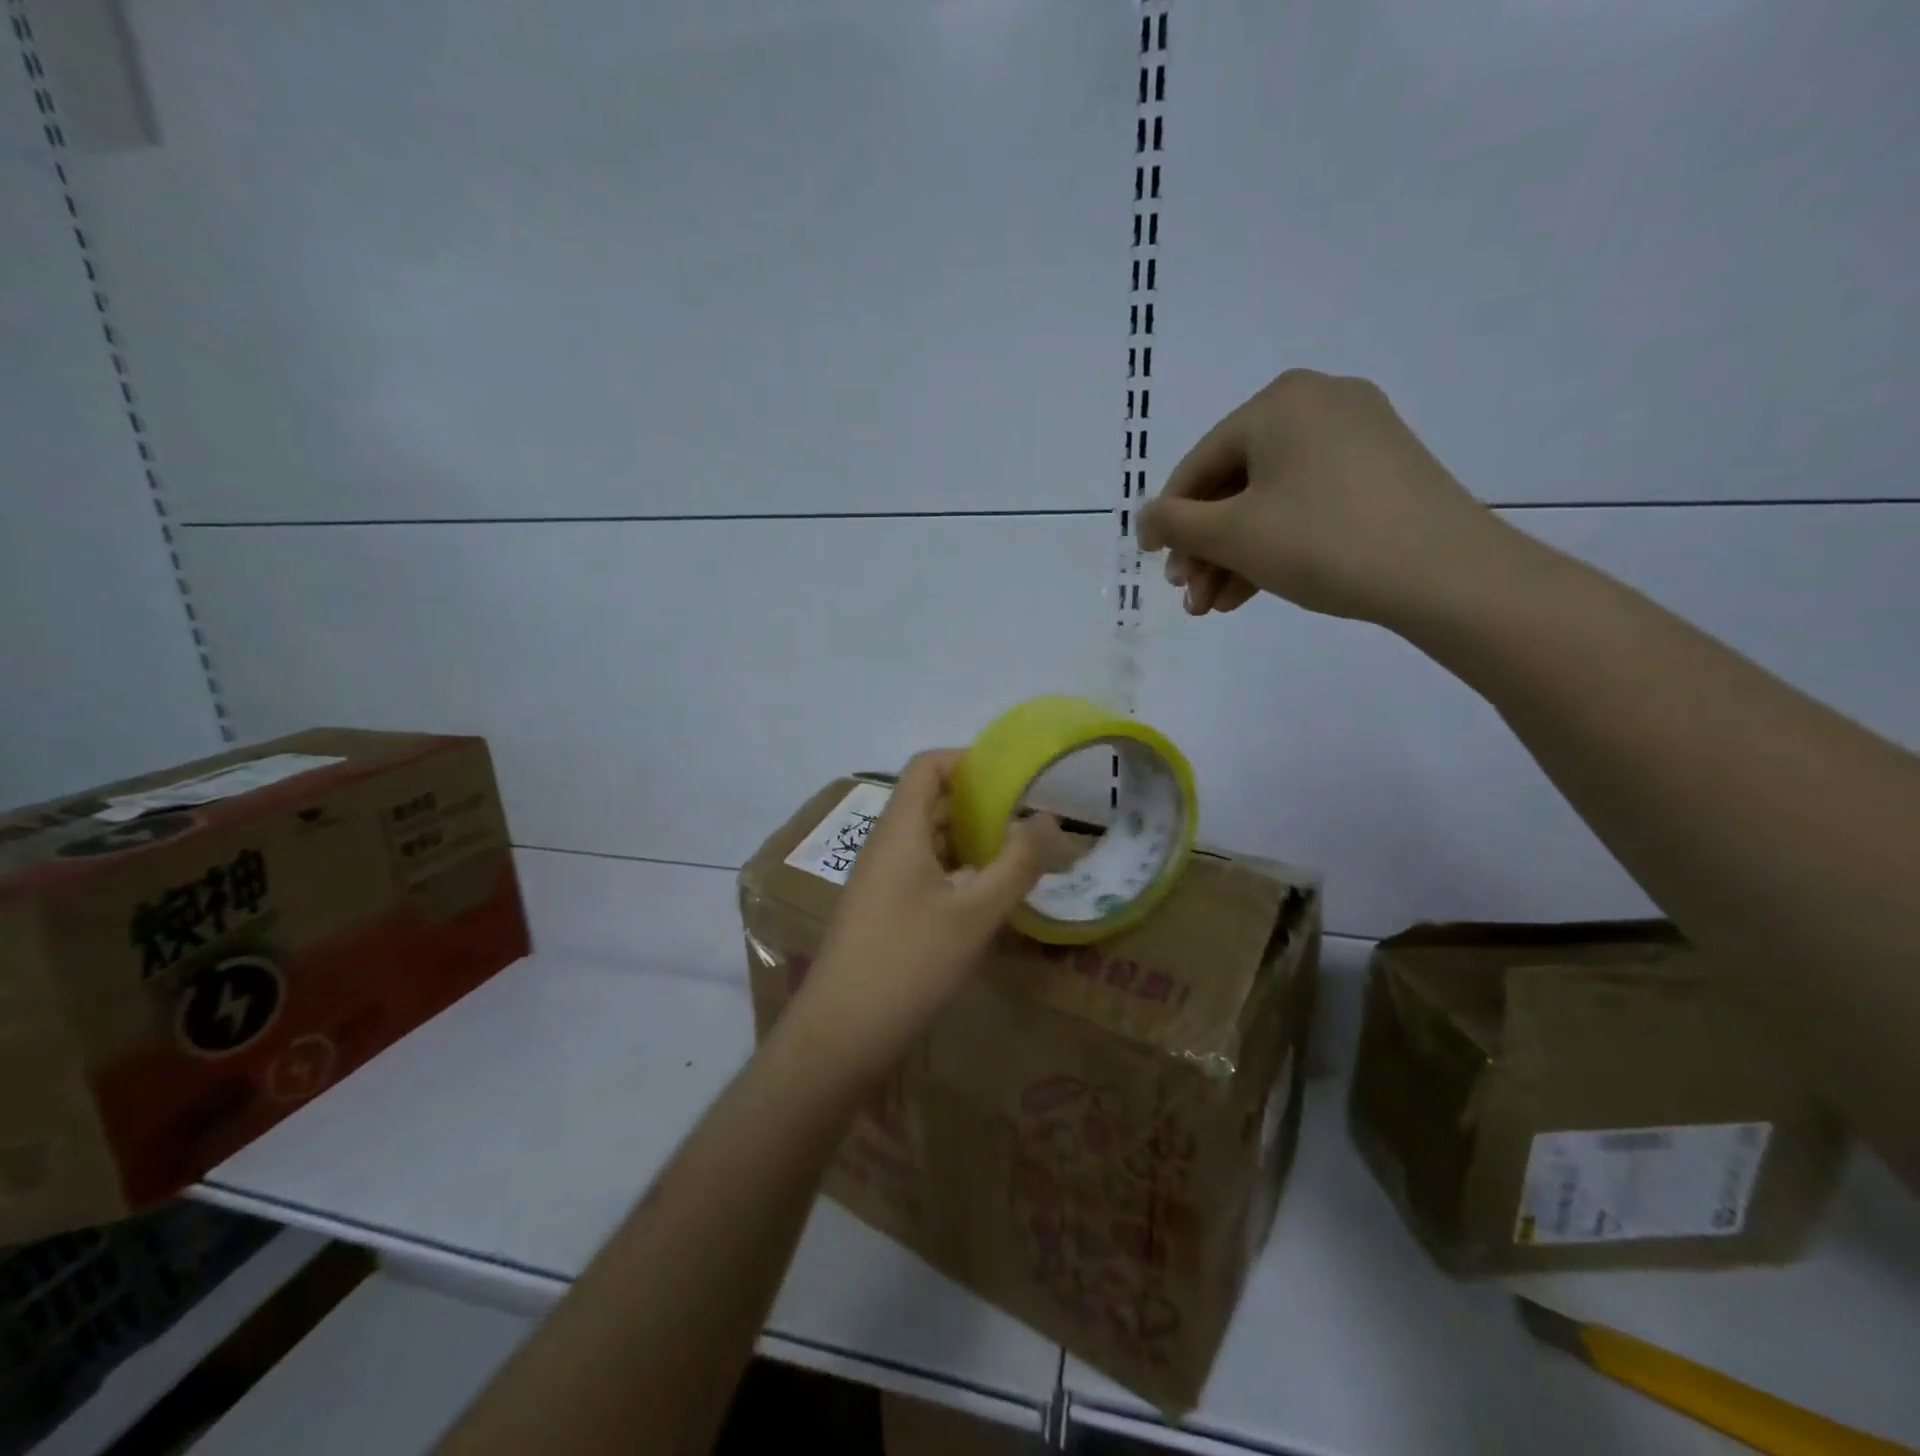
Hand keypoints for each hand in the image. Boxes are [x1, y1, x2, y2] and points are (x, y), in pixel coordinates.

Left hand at [782, 751, 1075, 1081]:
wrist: (839, 1034)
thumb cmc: (908, 963)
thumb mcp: (974, 914)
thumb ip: (1016, 864)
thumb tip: (1051, 819)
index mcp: (899, 830)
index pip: (927, 766)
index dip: (967, 760)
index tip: (1012, 776)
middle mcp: (885, 845)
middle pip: (928, 800)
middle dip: (977, 801)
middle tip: (1027, 816)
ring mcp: (879, 879)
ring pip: (927, 838)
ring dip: (968, 838)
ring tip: (1016, 852)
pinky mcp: (881, 910)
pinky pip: (921, 870)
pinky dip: (955, 869)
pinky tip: (986, 895)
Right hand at [1137, 369, 1514, 627]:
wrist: (1445, 573)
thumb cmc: (1322, 540)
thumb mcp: (1233, 534)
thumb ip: (1175, 524)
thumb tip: (1145, 519)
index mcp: (1279, 402)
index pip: (1199, 464)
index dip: (1168, 519)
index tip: (1153, 564)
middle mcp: (1319, 404)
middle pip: (1235, 485)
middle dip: (1205, 548)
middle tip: (1188, 597)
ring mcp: (1357, 436)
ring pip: (1270, 500)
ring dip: (1234, 556)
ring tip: (1213, 607)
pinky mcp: (1382, 472)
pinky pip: (1307, 504)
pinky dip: (1275, 545)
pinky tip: (1250, 591)